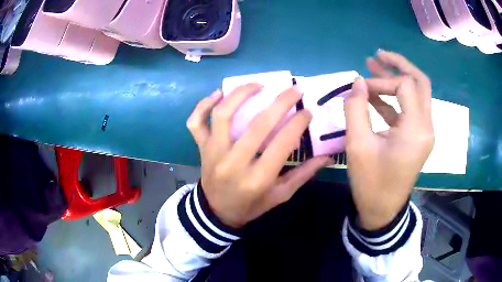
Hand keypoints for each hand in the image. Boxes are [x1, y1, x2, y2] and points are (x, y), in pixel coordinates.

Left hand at [186, 84, 332, 227]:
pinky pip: (196, 122)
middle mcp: (234, 163)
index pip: (282, 143)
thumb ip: (303, 175)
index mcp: (257, 179)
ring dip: (241, 94)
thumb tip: (327, 156)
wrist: (217, 212)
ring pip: (223, 115)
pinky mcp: (201, 148)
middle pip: (257, 125)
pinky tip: (218, 94)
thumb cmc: (251, 205)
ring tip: (258, 84)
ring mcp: (213, 152)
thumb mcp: (279, 196)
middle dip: (280, 102)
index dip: (298, 123)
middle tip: (294, 89)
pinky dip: (203, 105)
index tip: (308, 110)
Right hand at [344, 50, 433, 229]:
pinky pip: (409, 109)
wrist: (382, 211)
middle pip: (420, 83)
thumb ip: (356, 109)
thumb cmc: (371, 183)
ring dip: (397, 78)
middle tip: (378, 55)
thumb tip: (356, 82)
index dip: (381, 80)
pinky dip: (394, 98)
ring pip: (417, 94)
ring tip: (374, 65)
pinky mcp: (417, 137)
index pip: (405, 86)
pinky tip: (375, 94)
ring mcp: (424, 132)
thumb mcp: (358, 146)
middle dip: (399, 65)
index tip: (360, 88)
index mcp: (417, 129)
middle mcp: (426, 127)